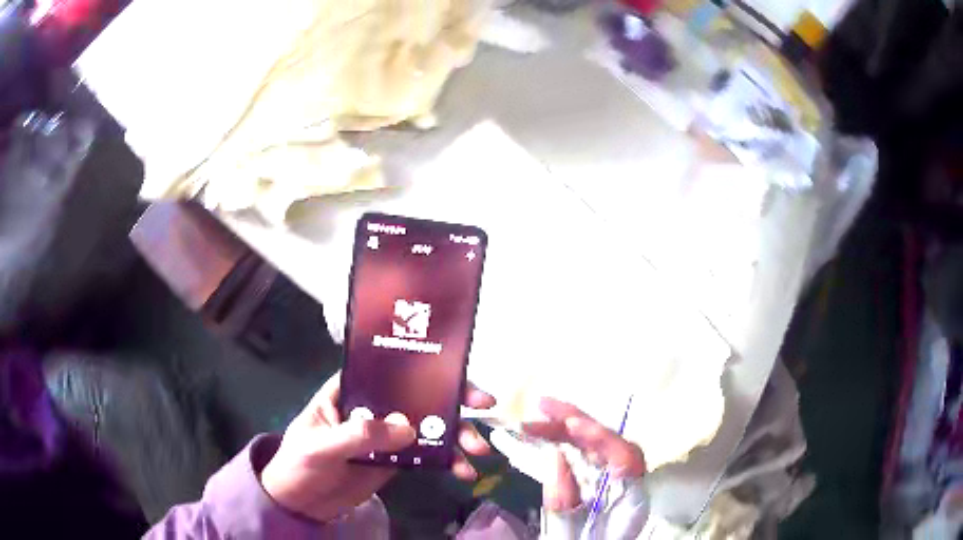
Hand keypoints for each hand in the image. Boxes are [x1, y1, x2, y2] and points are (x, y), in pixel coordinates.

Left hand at [260, 372, 495, 521]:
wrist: (301, 502)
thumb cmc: (299, 462)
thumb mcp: (319, 446)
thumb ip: (358, 435)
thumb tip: (408, 427)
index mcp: (350, 390)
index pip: (389, 368)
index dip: (424, 364)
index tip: (455, 371)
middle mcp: (374, 405)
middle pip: (419, 393)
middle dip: (453, 398)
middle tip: (482, 406)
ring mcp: (388, 432)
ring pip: (430, 424)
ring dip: (458, 434)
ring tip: (478, 451)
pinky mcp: (398, 457)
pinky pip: (429, 453)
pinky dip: (449, 461)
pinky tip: (463, 472)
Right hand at [522, 398, 645, 512]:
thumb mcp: (567, 533)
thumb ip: (562, 500)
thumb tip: (556, 457)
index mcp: (629, 500)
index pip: (627, 459)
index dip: (601, 438)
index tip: (571, 423)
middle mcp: (626, 485)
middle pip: (610, 444)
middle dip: (577, 423)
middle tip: (542, 408)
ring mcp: (613, 482)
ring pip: (597, 447)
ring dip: (568, 429)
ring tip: (536, 419)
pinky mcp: (598, 483)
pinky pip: (586, 457)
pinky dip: (566, 443)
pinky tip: (547, 436)